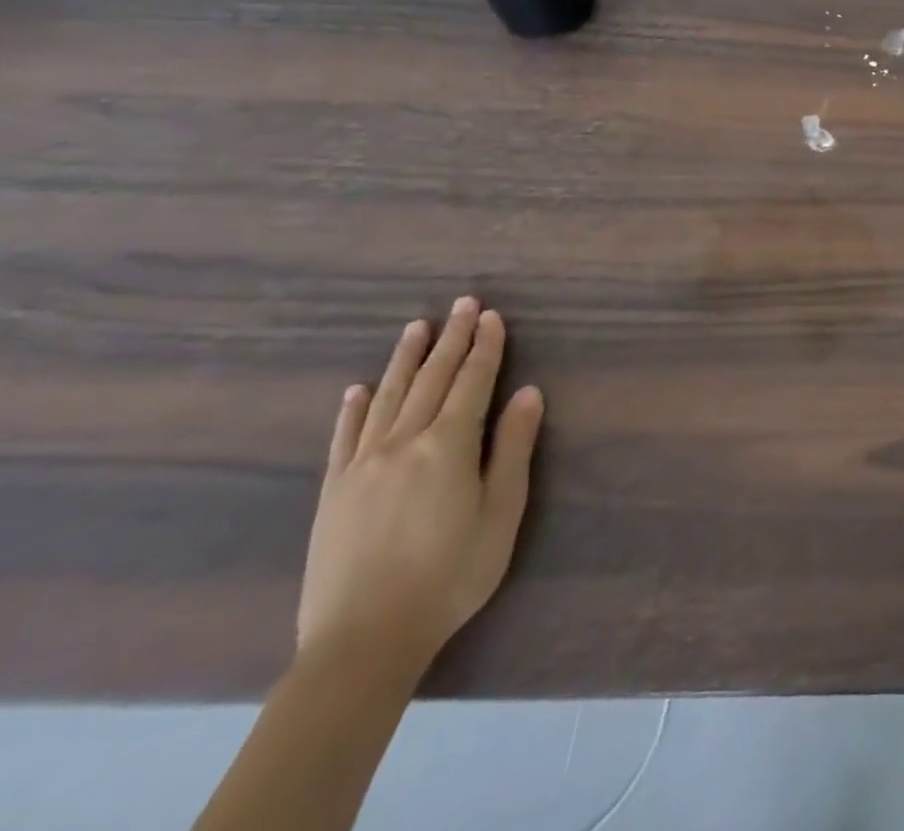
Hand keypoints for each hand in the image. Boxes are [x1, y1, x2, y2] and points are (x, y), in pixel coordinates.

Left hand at [297, 299, 543, 675]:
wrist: (363, 641)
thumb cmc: (451, 574)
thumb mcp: (501, 512)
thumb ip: (513, 447)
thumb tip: (528, 392)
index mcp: (448, 445)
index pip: (471, 382)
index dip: (485, 347)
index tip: (492, 316)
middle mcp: (402, 443)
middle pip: (431, 379)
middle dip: (451, 339)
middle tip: (463, 304)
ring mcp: (361, 466)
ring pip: (387, 398)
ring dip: (405, 359)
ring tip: (417, 327)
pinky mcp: (333, 492)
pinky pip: (344, 437)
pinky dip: (353, 408)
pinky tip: (358, 389)